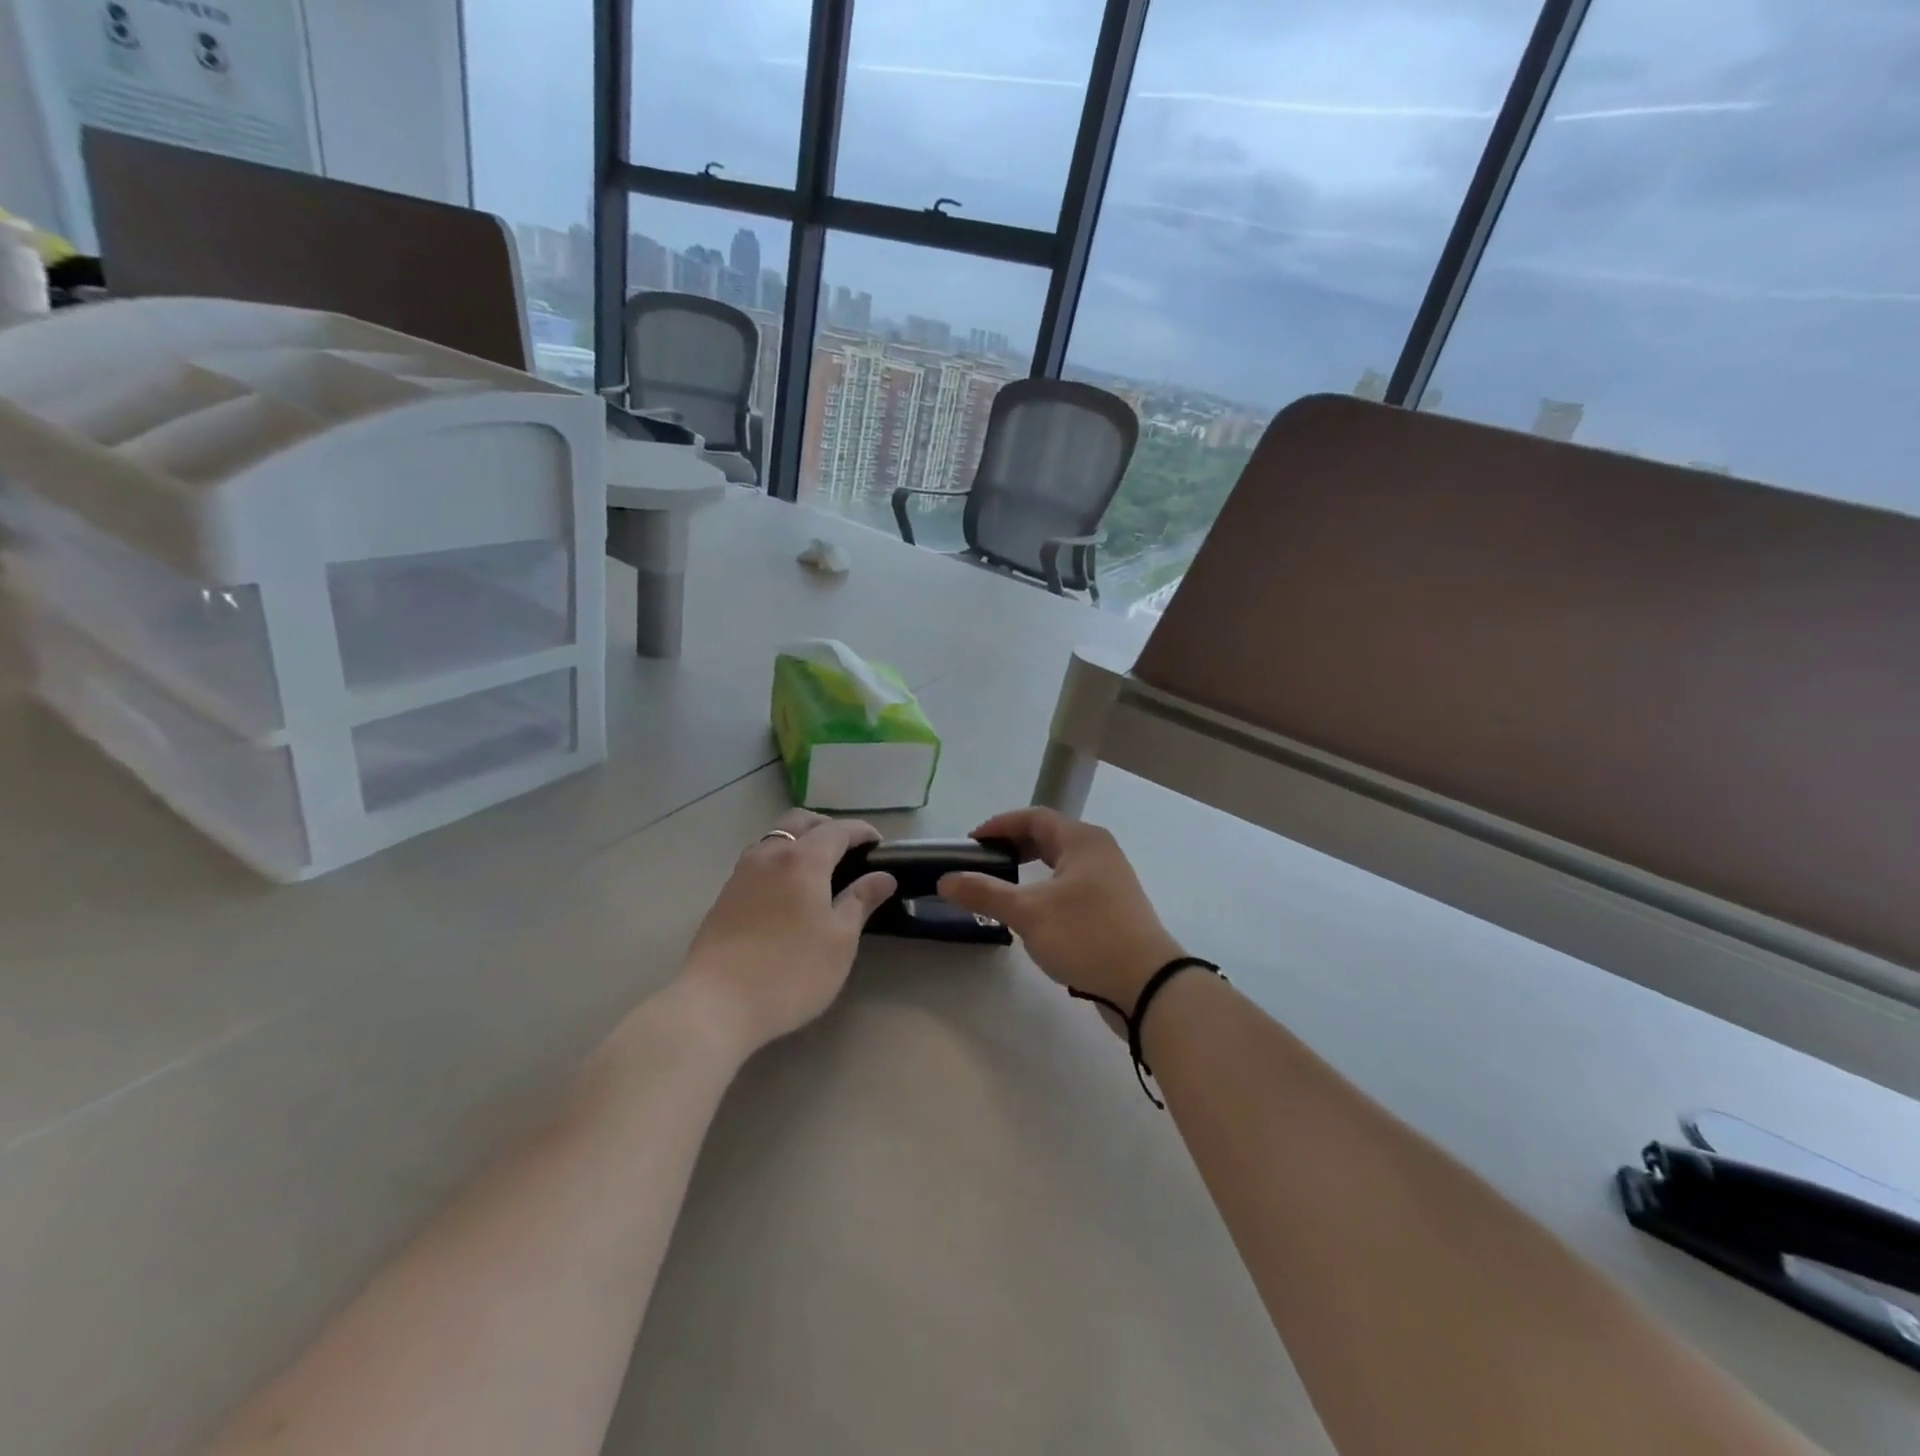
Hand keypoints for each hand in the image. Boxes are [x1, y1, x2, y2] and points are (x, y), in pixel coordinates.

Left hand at [677, 810, 896, 1054]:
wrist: (716, 1004)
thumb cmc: (790, 972)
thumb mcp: (839, 940)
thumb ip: (860, 901)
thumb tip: (883, 876)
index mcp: (803, 859)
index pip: (838, 829)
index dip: (862, 832)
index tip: (880, 845)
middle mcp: (770, 854)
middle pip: (801, 821)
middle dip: (828, 827)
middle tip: (850, 852)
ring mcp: (742, 873)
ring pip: (776, 837)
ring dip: (800, 841)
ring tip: (819, 871)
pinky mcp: (725, 894)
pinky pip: (759, 859)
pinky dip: (780, 860)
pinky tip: (789, 891)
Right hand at [938, 807, 1183, 1012]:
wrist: (1147, 984)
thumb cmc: (1086, 936)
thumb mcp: (1028, 913)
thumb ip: (985, 893)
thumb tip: (945, 879)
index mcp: (1082, 840)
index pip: (1034, 817)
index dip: (999, 826)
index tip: (971, 843)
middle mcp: (1099, 852)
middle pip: (1049, 837)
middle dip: (1014, 846)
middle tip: (983, 864)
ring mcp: (1111, 880)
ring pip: (1062, 863)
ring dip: (1031, 870)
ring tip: (1003, 888)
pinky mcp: (1115, 908)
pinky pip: (1073, 886)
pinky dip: (1048, 889)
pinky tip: (1034, 914)